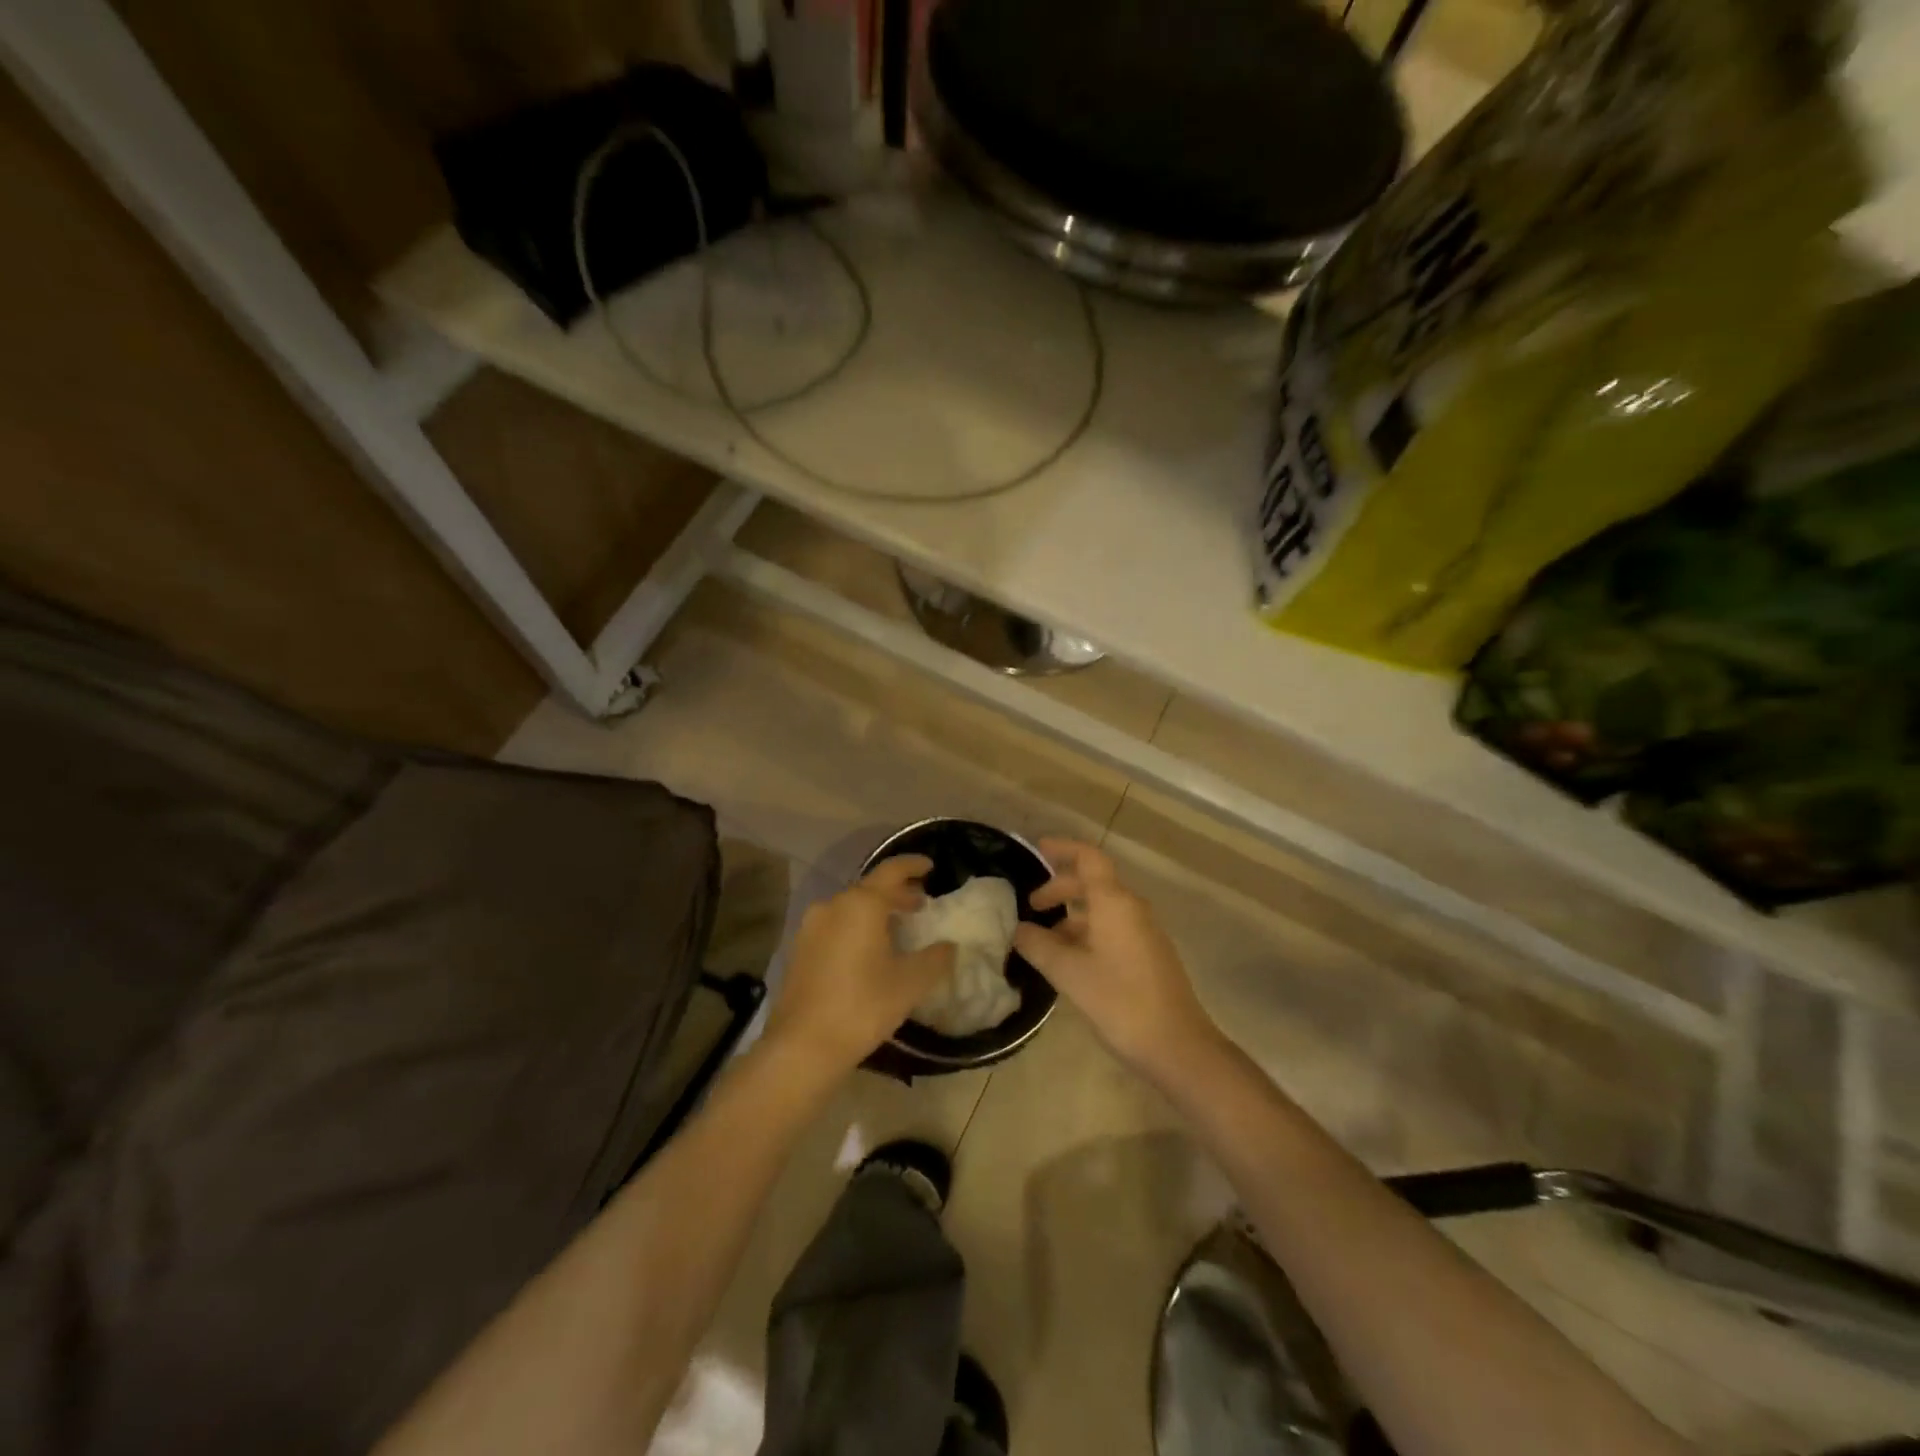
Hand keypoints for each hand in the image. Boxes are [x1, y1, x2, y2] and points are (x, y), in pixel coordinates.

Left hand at [764, 856, 955, 1078]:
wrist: (802, 1045)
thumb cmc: (863, 1006)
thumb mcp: (910, 983)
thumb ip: (935, 959)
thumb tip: (949, 946)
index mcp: (861, 904)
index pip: (892, 871)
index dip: (913, 865)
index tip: (930, 866)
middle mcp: (833, 905)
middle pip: (870, 888)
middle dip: (897, 893)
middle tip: (920, 904)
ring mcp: (811, 927)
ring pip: (850, 907)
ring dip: (876, 911)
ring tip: (897, 928)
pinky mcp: (800, 949)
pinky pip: (835, 925)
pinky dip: (856, 927)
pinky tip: (868, 950)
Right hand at [1013, 839, 1220, 1080]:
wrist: (1177, 1045)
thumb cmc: (1119, 1001)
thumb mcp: (1069, 973)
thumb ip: (1039, 945)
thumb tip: (1018, 929)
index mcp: (1115, 902)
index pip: (1089, 857)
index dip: (1063, 848)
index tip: (1037, 849)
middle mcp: (1132, 908)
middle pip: (1094, 882)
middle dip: (1060, 887)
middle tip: (1032, 905)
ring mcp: (1144, 932)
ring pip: (1102, 908)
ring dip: (1072, 915)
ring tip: (1044, 939)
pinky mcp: (1149, 954)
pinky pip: (1113, 928)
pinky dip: (1087, 932)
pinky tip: (1070, 960)